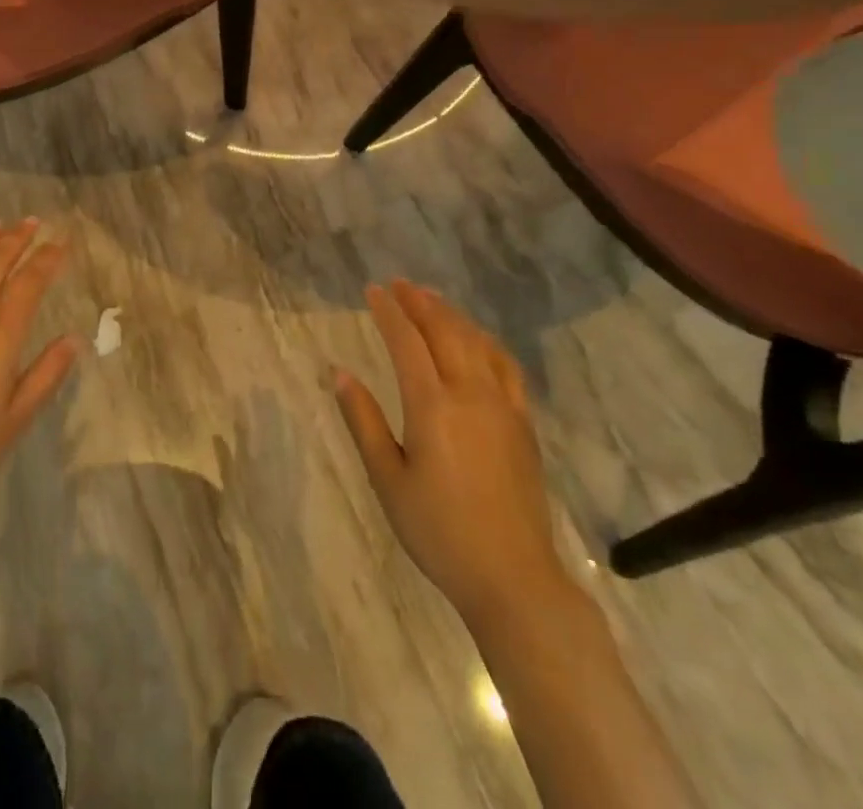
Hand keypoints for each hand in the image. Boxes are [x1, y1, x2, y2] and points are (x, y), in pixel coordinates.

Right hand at [334, 282, 566, 615]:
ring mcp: (503, 406)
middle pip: (444, 331)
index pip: (406, 342)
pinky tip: (477, 339)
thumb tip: (339, 373)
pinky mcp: (523, 422)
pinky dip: (486, 341)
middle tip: (399, 284)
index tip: (372, 290)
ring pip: (476, 342)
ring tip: (430, 298)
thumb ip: (363, 421)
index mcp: (432, 406)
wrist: (513, 577)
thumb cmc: (439, 531)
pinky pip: (505, 366)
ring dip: (451, 314)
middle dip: (419, 303)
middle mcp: (470, 394)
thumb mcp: (388, 480)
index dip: (388, 312)